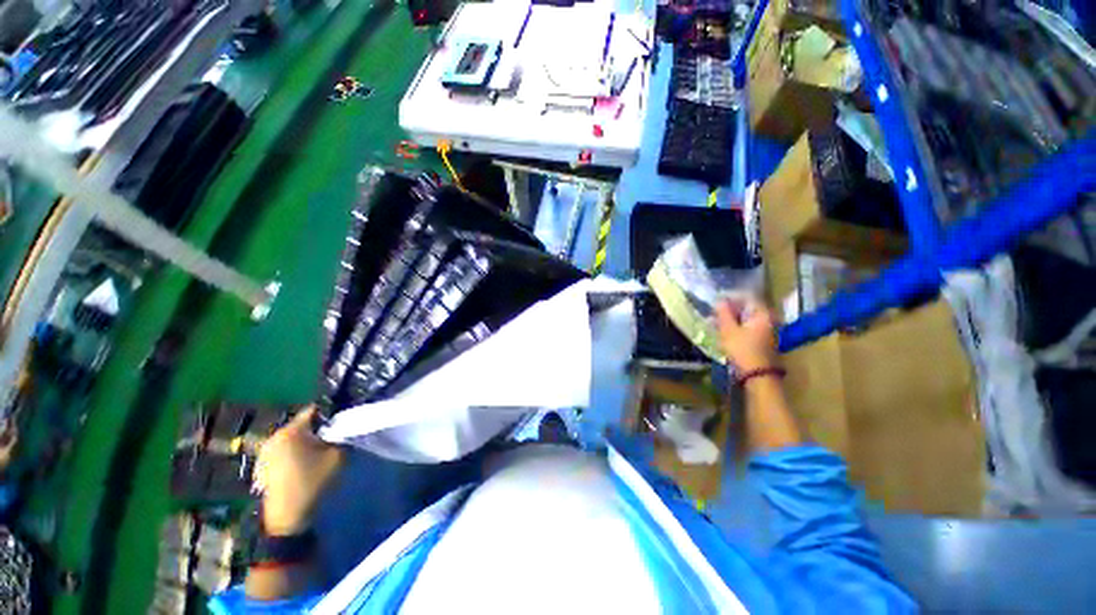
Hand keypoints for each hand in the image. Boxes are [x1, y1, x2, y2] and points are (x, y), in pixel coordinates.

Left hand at [255, 407, 343, 535]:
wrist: (287, 517)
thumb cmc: (313, 482)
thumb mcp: (338, 456)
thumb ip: (342, 436)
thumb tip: (345, 427)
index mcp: (291, 430)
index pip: (315, 410)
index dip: (331, 413)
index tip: (342, 421)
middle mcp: (275, 436)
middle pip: (303, 423)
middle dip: (319, 428)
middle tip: (334, 437)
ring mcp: (266, 451)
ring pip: (294, 437)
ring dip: (307, 440)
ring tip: (320, 451)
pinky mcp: (264, 465)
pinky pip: (285, 449)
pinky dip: (297, 451)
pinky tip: (306, 463)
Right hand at [715, 296, 778, 372]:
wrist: (758, 375)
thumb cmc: (742, 349)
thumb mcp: (728, 330)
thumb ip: (723, 313)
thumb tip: (719, 300)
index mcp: (763, 313)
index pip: (746, 297)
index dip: (730, 298)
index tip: (716, 301)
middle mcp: (769, 319)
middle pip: (748, 308)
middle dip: (730, 309)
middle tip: (715, 312)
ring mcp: (769, 330)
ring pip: (748, 319)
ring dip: (733, 319)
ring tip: (716, 322)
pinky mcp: (765, 340)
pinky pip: (750, 328)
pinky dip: (738, 327)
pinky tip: (726, 331)